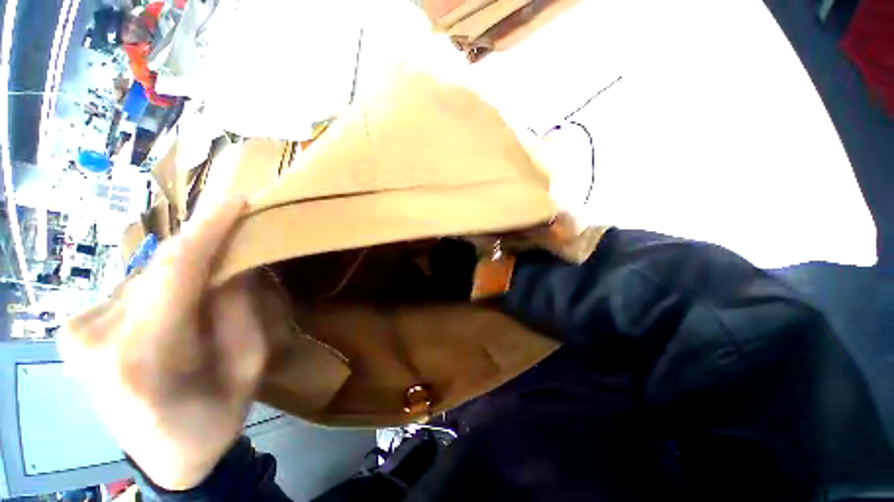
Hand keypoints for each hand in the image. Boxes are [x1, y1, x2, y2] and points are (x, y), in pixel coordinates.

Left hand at [61, 197, 267, 490]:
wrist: (164, 456)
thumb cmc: (213, 418)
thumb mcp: (249, 365)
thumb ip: (244, 310)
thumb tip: (238, 263)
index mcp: (140, 358)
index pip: (174, 270)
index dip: (208, 229)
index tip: (235, 200)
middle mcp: (94, 337)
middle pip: (159, 268)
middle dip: (204, 247)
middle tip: (241, 235)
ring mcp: (76, 331)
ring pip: (146, 274)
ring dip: (186, 271)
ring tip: (215, 281)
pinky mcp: (74, 327)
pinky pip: (133, 287)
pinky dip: (165, 284)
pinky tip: (182, 301)